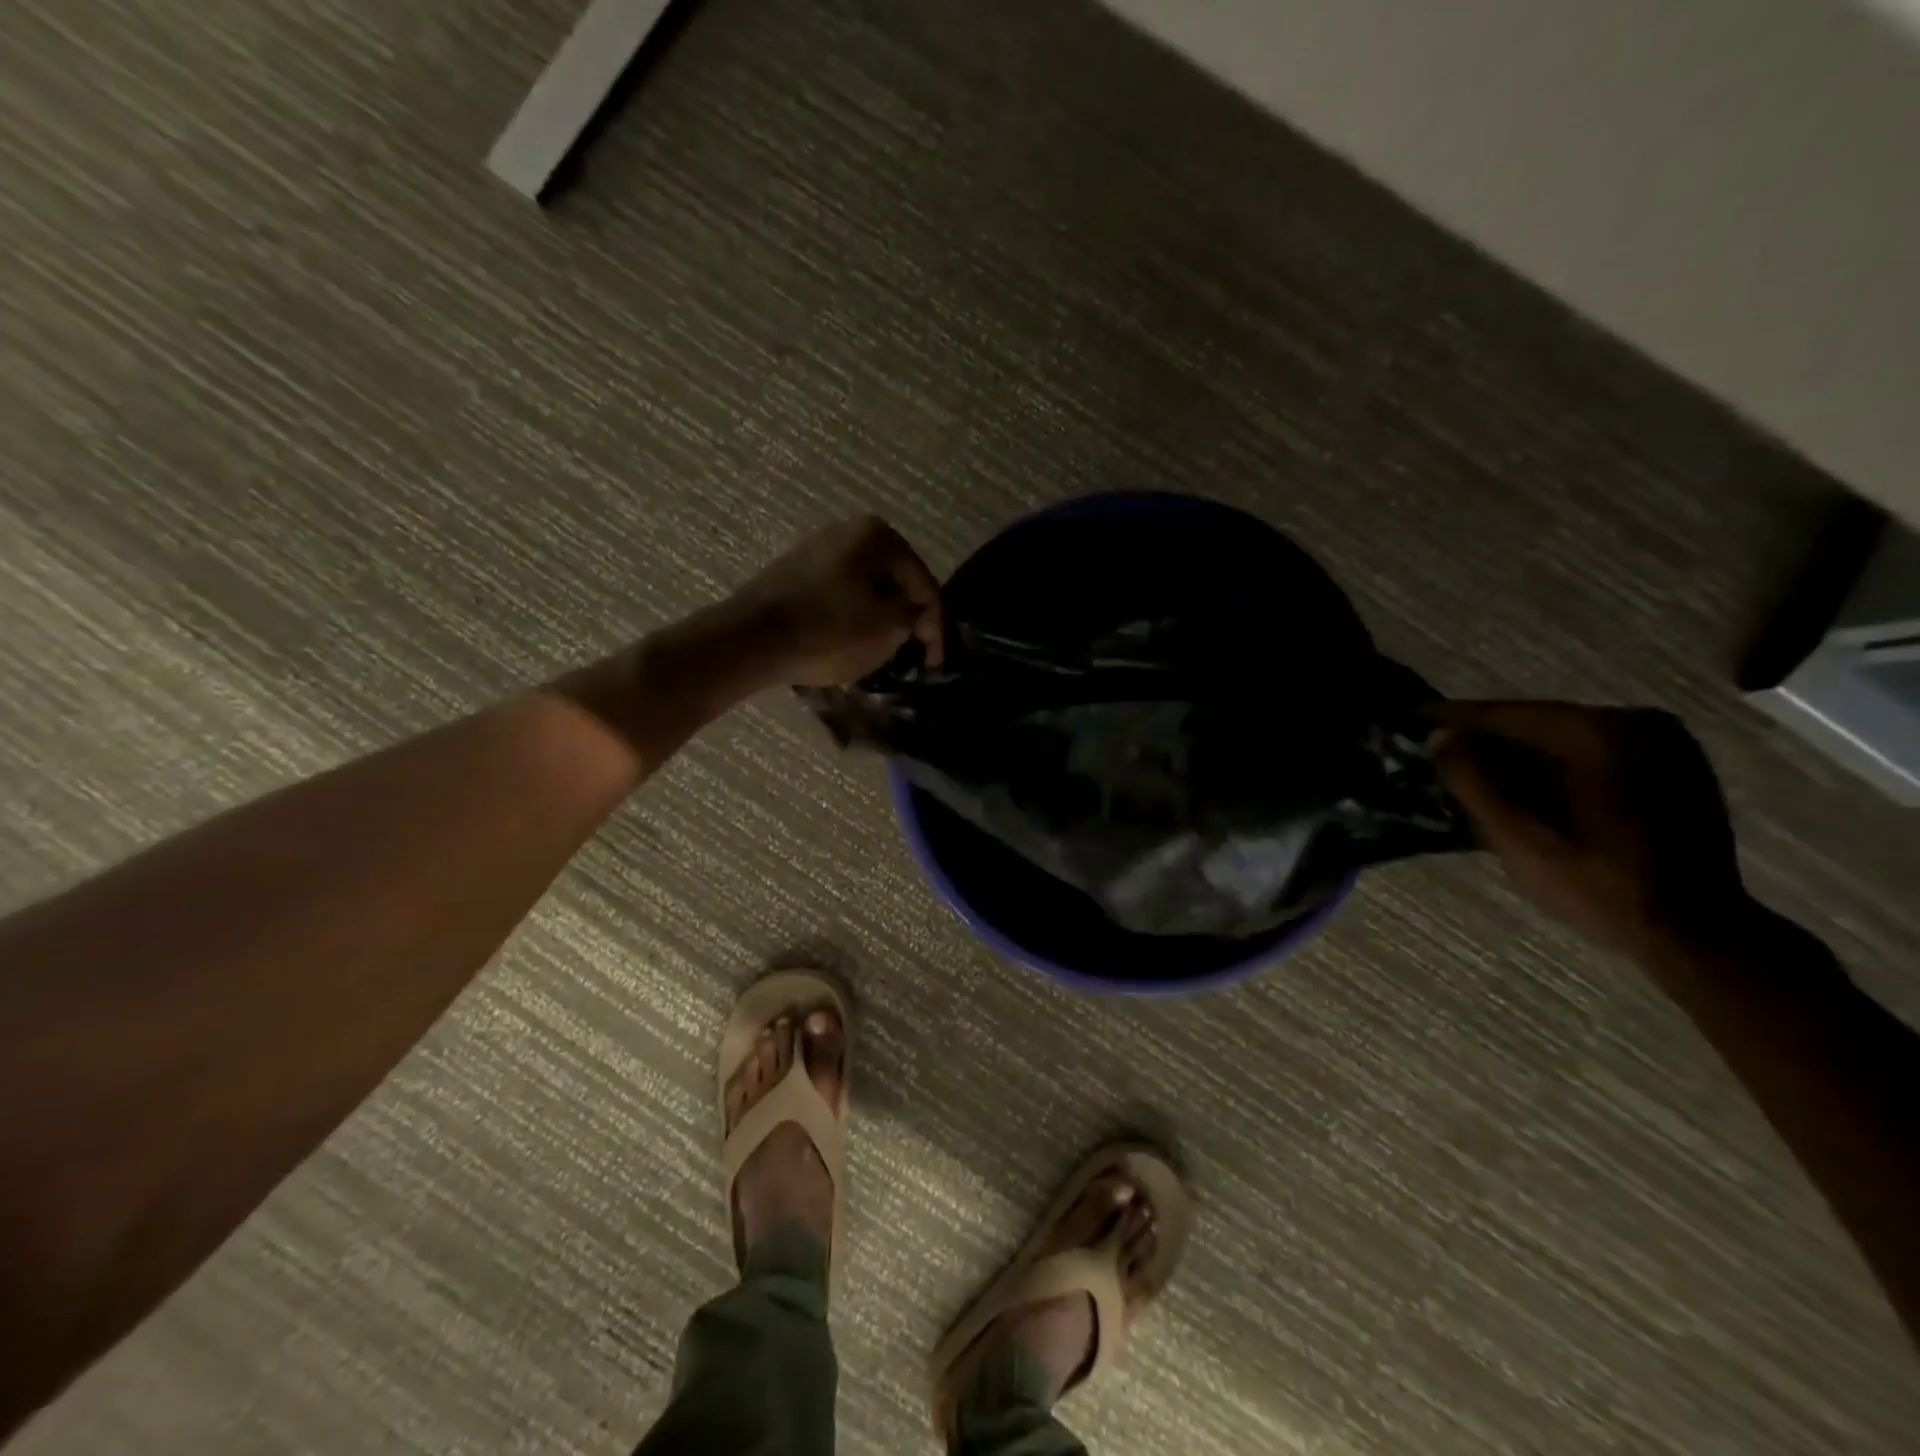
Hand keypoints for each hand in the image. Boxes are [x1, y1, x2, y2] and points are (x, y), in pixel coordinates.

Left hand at [731, 517, 943, 687]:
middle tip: (910, 653)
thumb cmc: (829, 630)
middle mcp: (847, 531)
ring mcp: (816, 550)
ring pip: (864, 589)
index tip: (933, 663)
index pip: (923, 583)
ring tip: (880, 652)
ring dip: (877, 620)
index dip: (935, 626)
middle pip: (893, 582)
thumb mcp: (887, 628)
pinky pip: (837, 596)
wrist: (750, 640)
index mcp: (877, 535)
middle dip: (904, 618)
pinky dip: (849, 618)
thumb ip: (914, 615)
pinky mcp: (793, 573)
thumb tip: (916, 610)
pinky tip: (847, 643)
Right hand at [1428, 702, 1752, 955]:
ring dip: (1519, 751)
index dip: (1452, 719)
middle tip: (1438, 748)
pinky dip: (1556, 762)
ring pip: (1566, 737)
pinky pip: (1595, 752)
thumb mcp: (1517, 834)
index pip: (1506, 715)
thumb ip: (1472, 779)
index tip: (1410, 718)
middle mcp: (1636, 722)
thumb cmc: (1597, 882)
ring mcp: (1664, 743)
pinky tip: (1529, 782)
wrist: (1696, 932)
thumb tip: (1439, 737)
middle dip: (1486, 737)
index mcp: (1598, 732)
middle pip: (1537, 722)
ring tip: (1473, 765)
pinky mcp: (1676, 767)